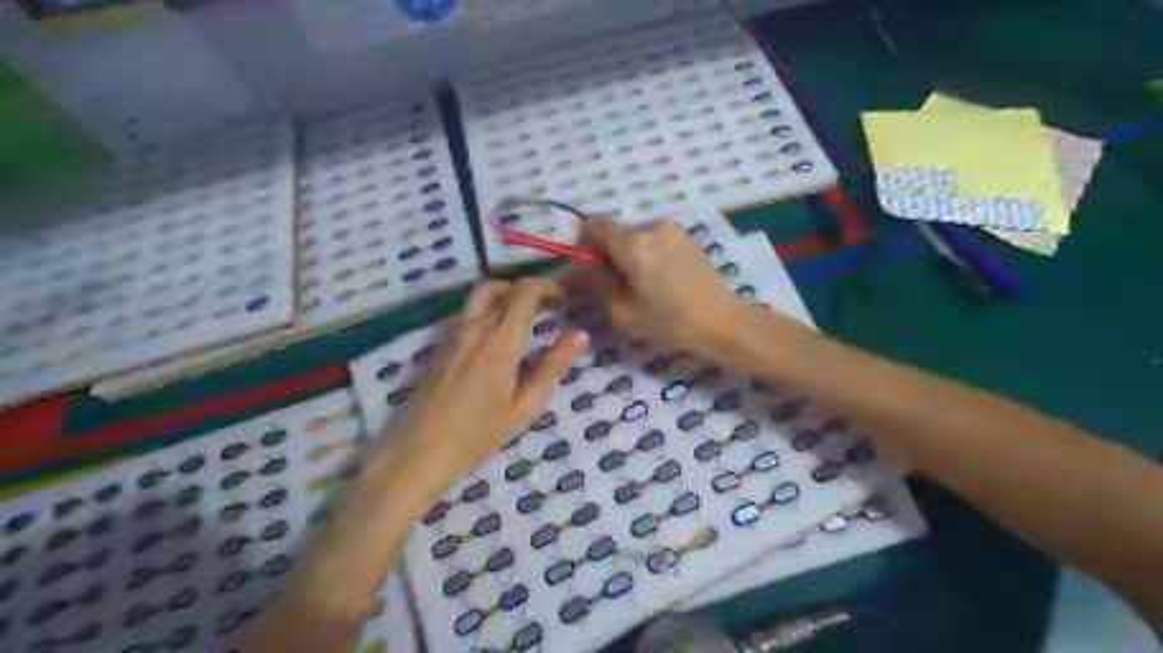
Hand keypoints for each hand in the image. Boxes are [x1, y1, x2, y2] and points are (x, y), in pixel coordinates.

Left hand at [392, 278, 591, 482]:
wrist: (421, 449)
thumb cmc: (479, 433)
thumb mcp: (526, 405)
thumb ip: (554, 366)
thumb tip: (580, 334)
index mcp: (502, 340)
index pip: (525, 292)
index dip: (547, 286)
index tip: (564, 299)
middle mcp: (476, 327)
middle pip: (502, 286)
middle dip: (529, 289)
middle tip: (548, 306)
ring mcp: (454, 333)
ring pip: (481, 294)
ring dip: (506, 293)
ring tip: (523, 316)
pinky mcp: (442, 343)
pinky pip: (468, 312)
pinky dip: (489, 308)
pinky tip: (497, 337)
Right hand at [579, 218, 744, 354]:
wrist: (722, 322)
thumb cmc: (669, 322)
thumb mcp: (622, 311)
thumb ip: (600, 282)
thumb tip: (591, 265)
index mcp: (633, 243)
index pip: (595, 223)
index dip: (584, 240)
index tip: (587, 264)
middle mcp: (652, 227)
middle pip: (617, 231)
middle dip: (609, 252)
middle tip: (614, 282)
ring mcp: (673, 230)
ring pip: (637, 236)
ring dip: (631, 254)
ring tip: (641, 284)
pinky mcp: (688, 238)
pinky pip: (657, 240)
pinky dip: (650, 254)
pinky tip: (661, 280)